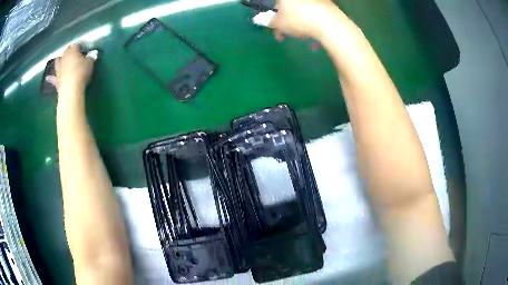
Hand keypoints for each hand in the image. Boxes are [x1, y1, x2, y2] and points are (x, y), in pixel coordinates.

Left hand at [55, 44, 94, 93]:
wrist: (71, 89)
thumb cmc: (81, 72)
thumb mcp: (90, 63)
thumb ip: (90, 57)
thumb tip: (92, 55)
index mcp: (73, 51)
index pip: (77, 45)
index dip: (80, 46)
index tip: (84, 49)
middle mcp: (64, 57)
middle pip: (66, 51)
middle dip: (69, 51)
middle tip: (73, 53)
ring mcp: (59, 69)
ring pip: (58, 61)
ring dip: (58, 60)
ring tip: (59, 59)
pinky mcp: (56, 80)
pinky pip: (53, 78)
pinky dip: (50, 77)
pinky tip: (47, 78)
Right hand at [269, 0, 342, 40]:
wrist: (329, 23)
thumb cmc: (298, 19)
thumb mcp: (278, 23)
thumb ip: (267, 20)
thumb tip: (257, 19)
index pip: (275, 4)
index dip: (273, 16)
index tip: (275, 28)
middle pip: (289, 7)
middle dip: (286, 21)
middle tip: (285, 35)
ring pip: (302, 10)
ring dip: (299, 22)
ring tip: (302, 36)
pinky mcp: (327, 3)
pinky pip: (315, 12)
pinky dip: (312, 21)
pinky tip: (314, 32)